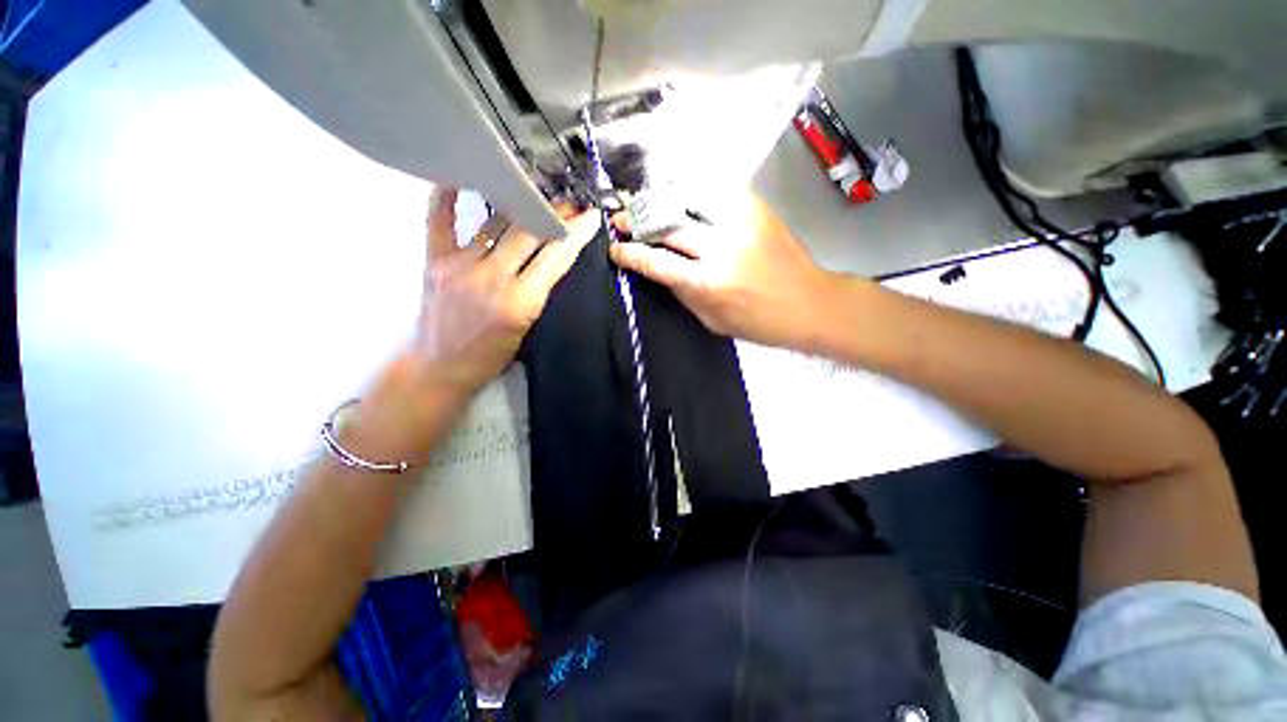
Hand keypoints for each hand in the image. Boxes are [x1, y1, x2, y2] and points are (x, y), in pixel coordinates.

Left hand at [413, 187, 600, 391]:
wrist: (441, 367)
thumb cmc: (491, 356)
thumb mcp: (528, 328)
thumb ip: (537, 292)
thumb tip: (549, 258)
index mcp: (520, 301)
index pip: (555, 258)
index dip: (576, 233)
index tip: (591, 215)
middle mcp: (492, 277)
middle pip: (529, 233)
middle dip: (553, 213)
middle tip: (569, 200)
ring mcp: (460, 265)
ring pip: (496, 223)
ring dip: (519, 204)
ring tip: (534, 190)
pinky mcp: (435, 261)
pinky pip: (441, 220)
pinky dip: (448, 196)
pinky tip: (462, 176)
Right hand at [609, 194, 837, 350]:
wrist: (810, 304)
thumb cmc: (759, 323)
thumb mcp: (712, 320)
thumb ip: (683, 293)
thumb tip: (659, 271)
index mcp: (707, 283)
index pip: (657, 262)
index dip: (631, 254)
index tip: (615, 249)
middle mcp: (720, 248)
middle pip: (668, 225)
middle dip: (637, 220)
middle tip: (620, 219)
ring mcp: (740, 224)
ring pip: (689, 199)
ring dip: (661, 199)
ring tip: (645, 201)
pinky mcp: (757, 210)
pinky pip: (718, 191)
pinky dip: (695, 191)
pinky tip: (682, 193)